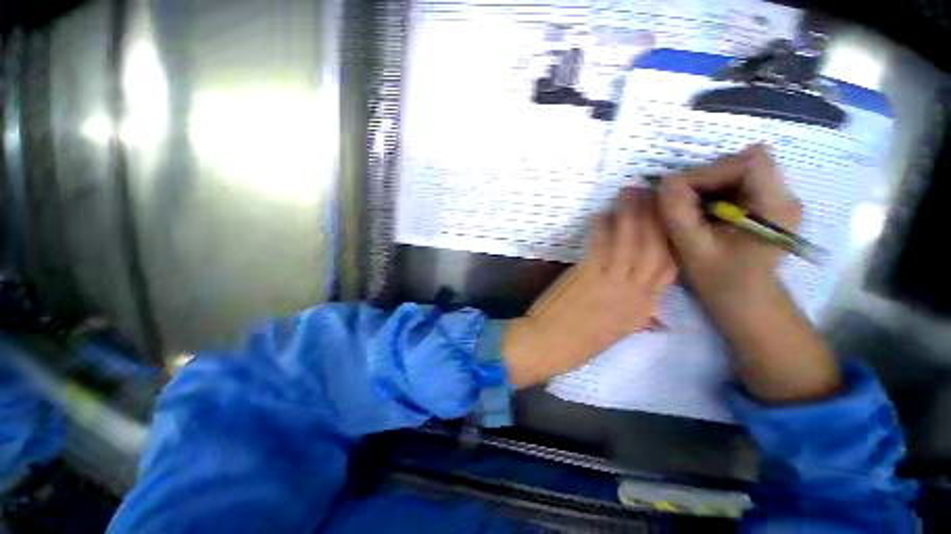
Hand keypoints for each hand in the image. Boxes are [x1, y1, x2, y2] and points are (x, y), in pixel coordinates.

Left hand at [502, 188, 675, 387]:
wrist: (548, 345)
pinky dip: (603, 227)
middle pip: (656, 249)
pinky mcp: (587, 274)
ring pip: (632, 242)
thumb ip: (638, 318)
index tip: (667, 219)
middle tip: (651, 192)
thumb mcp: (617, 332)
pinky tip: (601, 214)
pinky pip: (601, 244)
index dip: (671, 241)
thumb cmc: (579, 342)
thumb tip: (656, 315)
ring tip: (629, 192)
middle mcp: (635, 294)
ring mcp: (612, 282)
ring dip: (632, 214)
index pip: (670, 269)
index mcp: (643, 310)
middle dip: (656, 218)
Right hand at [657, 144, 840, 402]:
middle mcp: (780, 198)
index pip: (745, 159)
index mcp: (775, 206)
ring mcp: (770, 205)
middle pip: (735, 164)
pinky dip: (702, 200)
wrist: (750, 316)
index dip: (705, 171)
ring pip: (728, 178)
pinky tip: (689, 221)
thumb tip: (661, 183)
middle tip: (671, 209)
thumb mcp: (695, 254)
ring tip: (677, 217)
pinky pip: (727, 192)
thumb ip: (678, 216)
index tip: (675, 196)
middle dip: (697, 182)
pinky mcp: (757, 214)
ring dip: (697, 192)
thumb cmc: (729, 290)